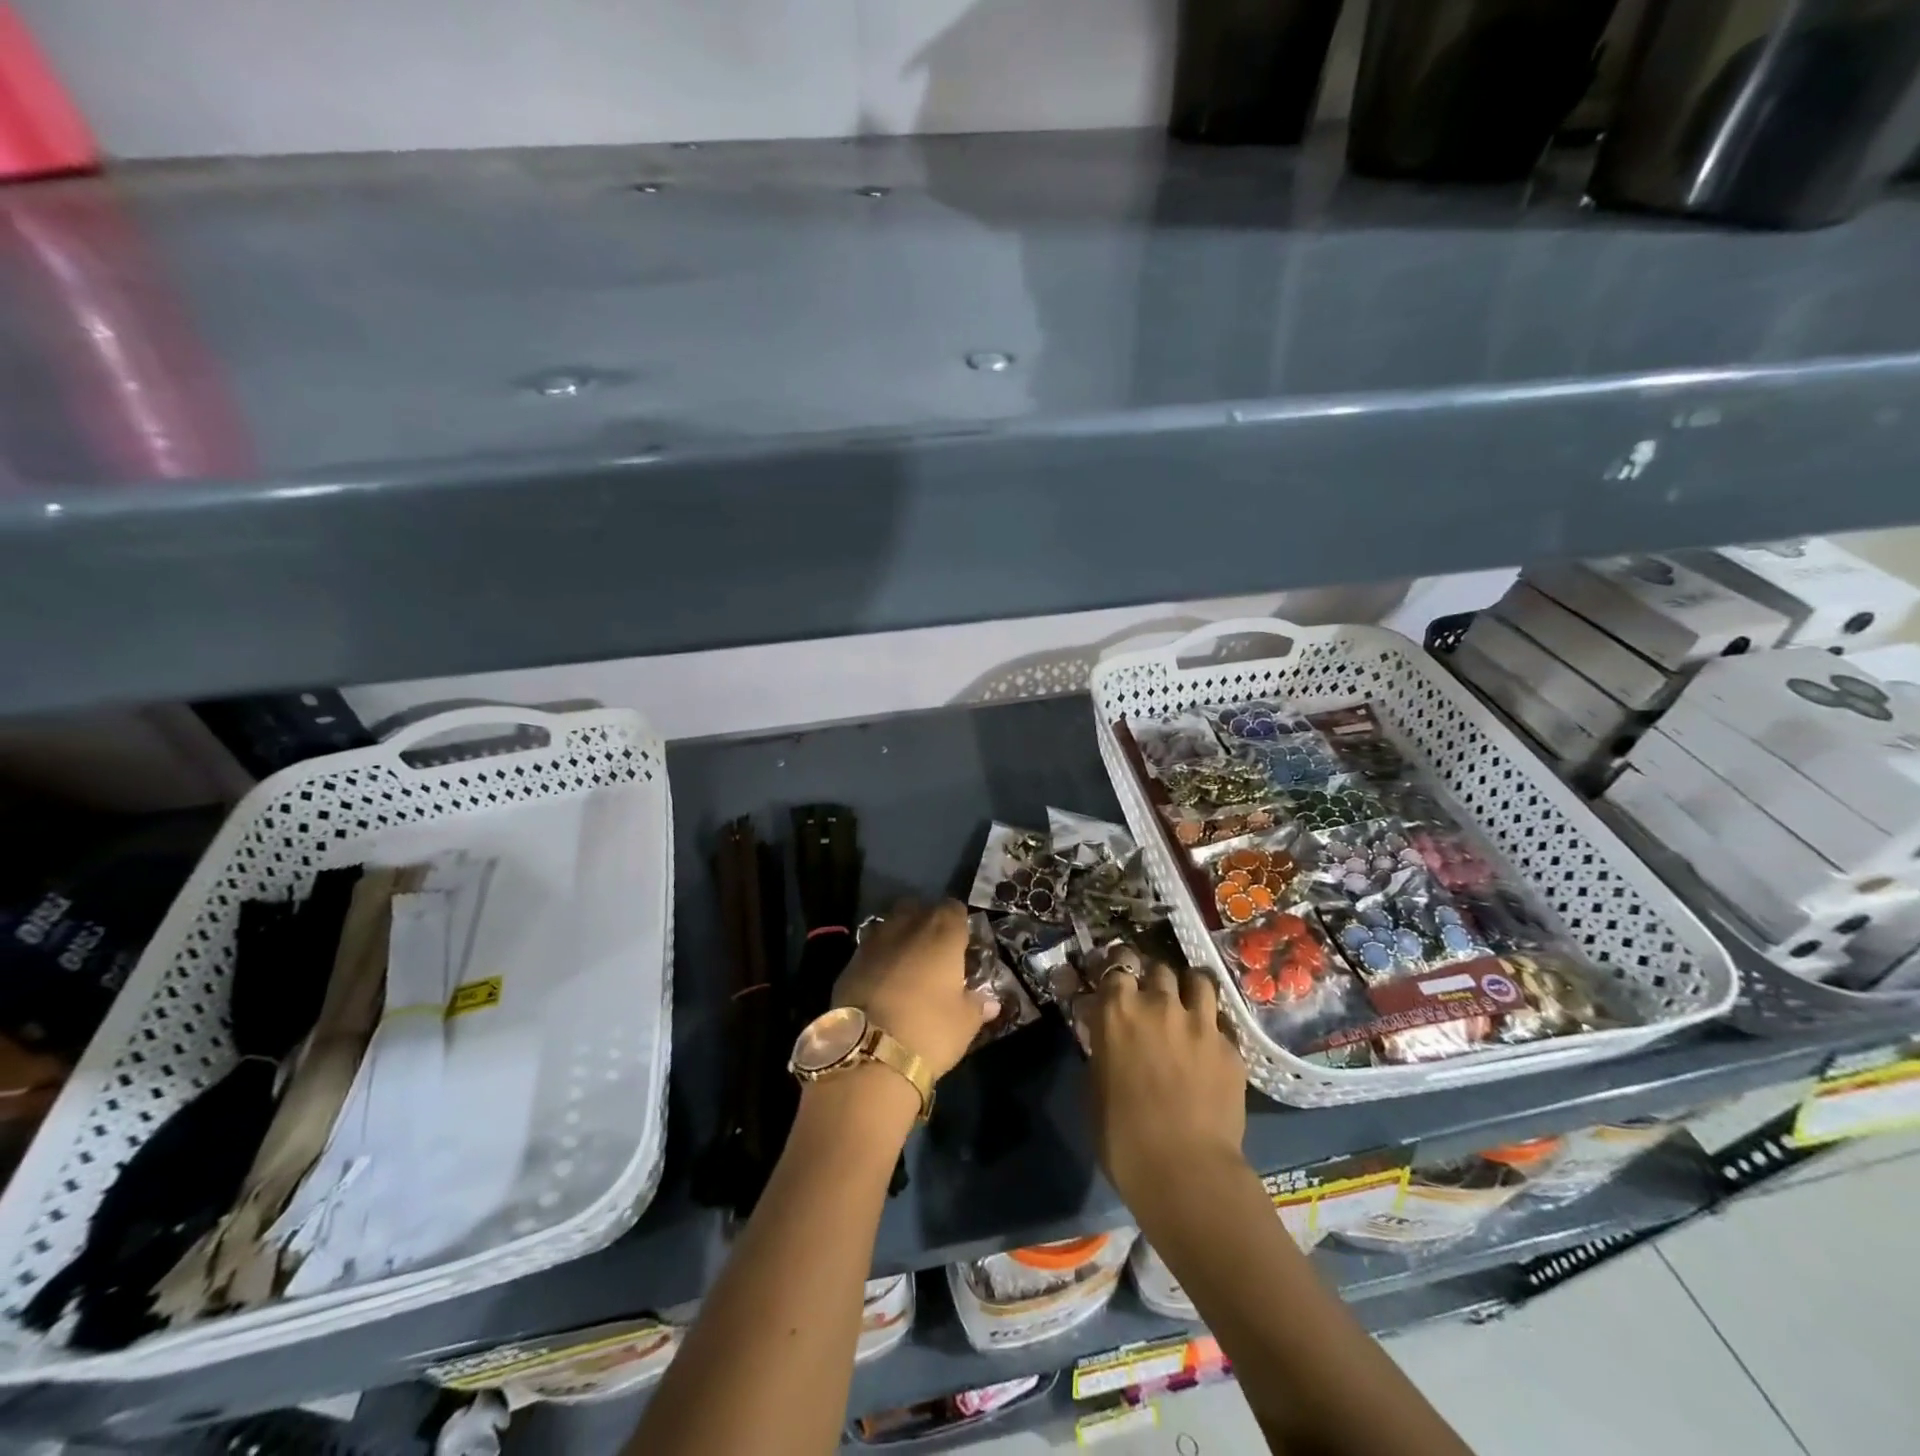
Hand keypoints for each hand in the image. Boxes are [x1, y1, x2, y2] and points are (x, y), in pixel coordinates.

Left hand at [832, 900, 997, 1080]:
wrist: (868, 1054)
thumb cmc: (929, 1031)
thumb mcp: (965, 1023)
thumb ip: (977, 1005)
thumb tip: (988, 1002)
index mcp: (942, 933)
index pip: (954, 908)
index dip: (959, 923)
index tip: (963, 943)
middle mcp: (907, 926)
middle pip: (918, 908)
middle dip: (926, 923)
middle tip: (935, 951)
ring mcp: (874, 941)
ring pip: (890, 924)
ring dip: (900, 936)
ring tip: (907, 964)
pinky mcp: (849, 962)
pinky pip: (870, 948)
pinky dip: (878, 957)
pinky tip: (883, 981)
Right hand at [1085, 961, 1247, 1207]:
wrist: (1184, 1170)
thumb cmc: (1121, 1134)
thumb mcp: (1096, 1081)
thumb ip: (1102, 1043)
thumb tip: (1104, 1028)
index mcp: (1118, 1010)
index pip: (1117, 962)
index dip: (1118, 965)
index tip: (1118, 975)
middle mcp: (1160, 1004)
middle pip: (1159, 967)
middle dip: (1154, 978)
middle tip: (1151, 997)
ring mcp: (1200, 1022)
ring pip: (1198, 980)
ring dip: (1189, 988)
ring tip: (1187, 1003)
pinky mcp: (1231, 1047)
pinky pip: (1222, 1021)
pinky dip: (1213, 1026)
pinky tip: (1210, 1044)